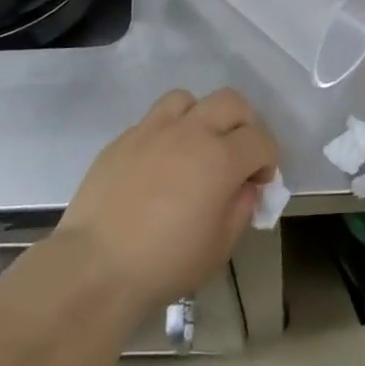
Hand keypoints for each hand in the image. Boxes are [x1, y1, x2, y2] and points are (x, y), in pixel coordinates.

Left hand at [57, 89, 278, 313]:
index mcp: (220, 158)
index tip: (260, 181)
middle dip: (244, 123)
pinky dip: (166, 133)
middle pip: (231, 101)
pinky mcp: (123, 139)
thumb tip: (245, 187)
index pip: (260, 139)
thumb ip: (241, 209)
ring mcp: (153, 130)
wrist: (96, 266)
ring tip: (194, 146)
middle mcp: (190, 132)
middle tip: (238, 153)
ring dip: (200, 117)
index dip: (268, 159)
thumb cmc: (165, 263)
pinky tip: (159, 164)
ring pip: (188, 99)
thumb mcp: (219, 247)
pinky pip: (153, 120)